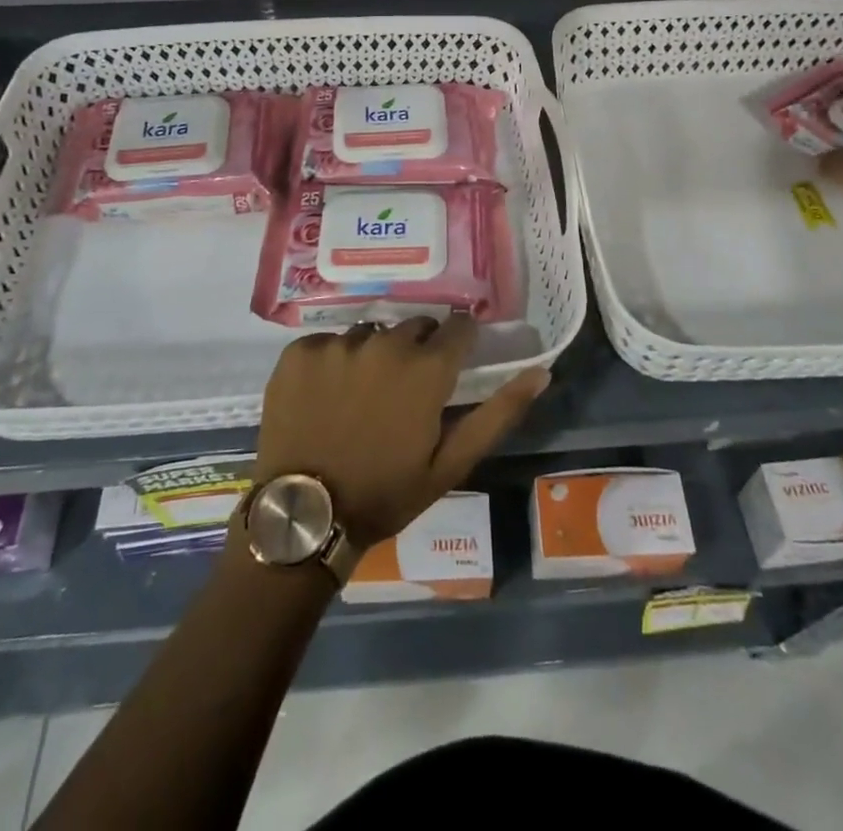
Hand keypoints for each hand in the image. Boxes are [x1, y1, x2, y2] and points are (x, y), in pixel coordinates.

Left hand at [252, 315, 549, 551]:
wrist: (303, 515)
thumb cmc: (386, 493)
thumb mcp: (451, 463)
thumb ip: (499, 413)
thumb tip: (542, 372)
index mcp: (426, 368)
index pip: (458, 327)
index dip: (459, 344)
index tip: (452, 364)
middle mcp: (385, 343)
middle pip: (415, 327)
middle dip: (418, 351)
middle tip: (405, 391)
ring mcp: (338, 343)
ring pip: (372, 333)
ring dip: (375, 355)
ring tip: (362, 396)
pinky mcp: (301, 350)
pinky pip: (330, 341)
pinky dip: (333, 361)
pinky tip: (327, 395)